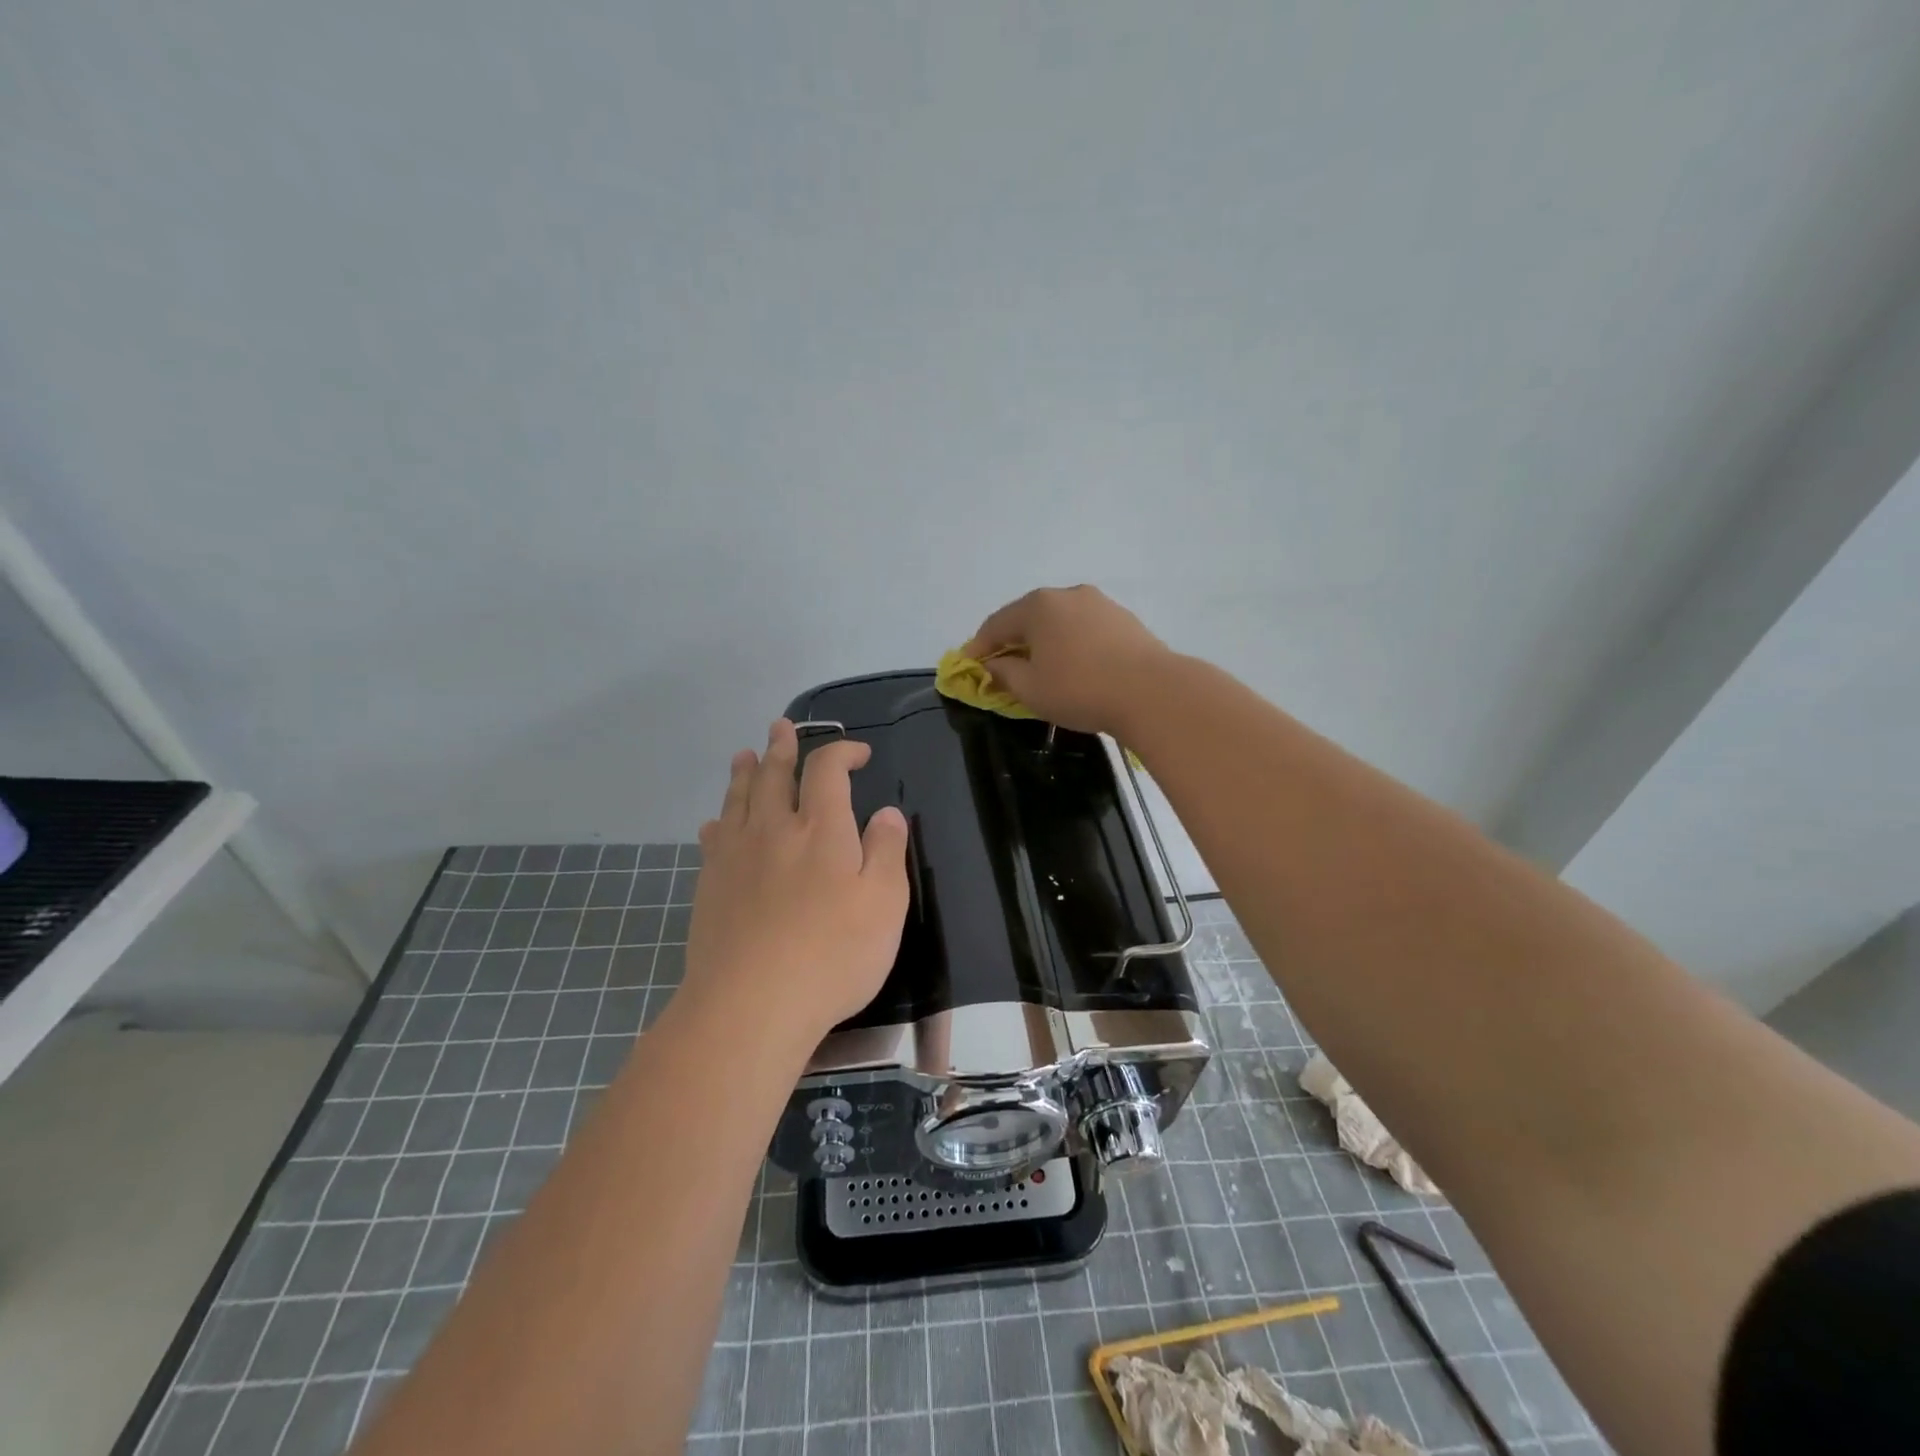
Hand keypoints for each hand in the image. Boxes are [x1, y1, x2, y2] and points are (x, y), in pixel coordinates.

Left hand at [684, 719, 909, 1044]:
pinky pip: (712, 838)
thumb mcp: (885, 905)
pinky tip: (716, 824)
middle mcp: (774, 829)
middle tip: (780, 728)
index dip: (842, 751)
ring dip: (744, 773)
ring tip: (744, 755)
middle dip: (781, 748)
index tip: (858, 754)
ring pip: (738, 799)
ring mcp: (736, 855)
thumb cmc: (832, 954)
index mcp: (821, 828)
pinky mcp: (710, 885)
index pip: (827, 769)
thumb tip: (887, 812)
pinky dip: (719, 821)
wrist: (751, 1004)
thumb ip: (887, 852)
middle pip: (773, 774)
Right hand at [963, 584, 1172, 736]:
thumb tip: (994, 665)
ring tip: (1040, 668)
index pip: (996, 624)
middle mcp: (1067, 594)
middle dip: (1012, 642)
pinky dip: (1070, 644)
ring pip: (1059, 622)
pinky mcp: (1124, 619)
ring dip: (1044, 642)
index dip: (979, 647)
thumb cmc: (1080, 689)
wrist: (1152, 692)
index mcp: (1038, 606)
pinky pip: (1084, 629)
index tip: (968, 666)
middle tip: (1002, 666)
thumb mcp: (1030, 689)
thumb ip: (1004, 674)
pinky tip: (1074, 666)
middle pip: (1028, 617)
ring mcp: (1099, 603)